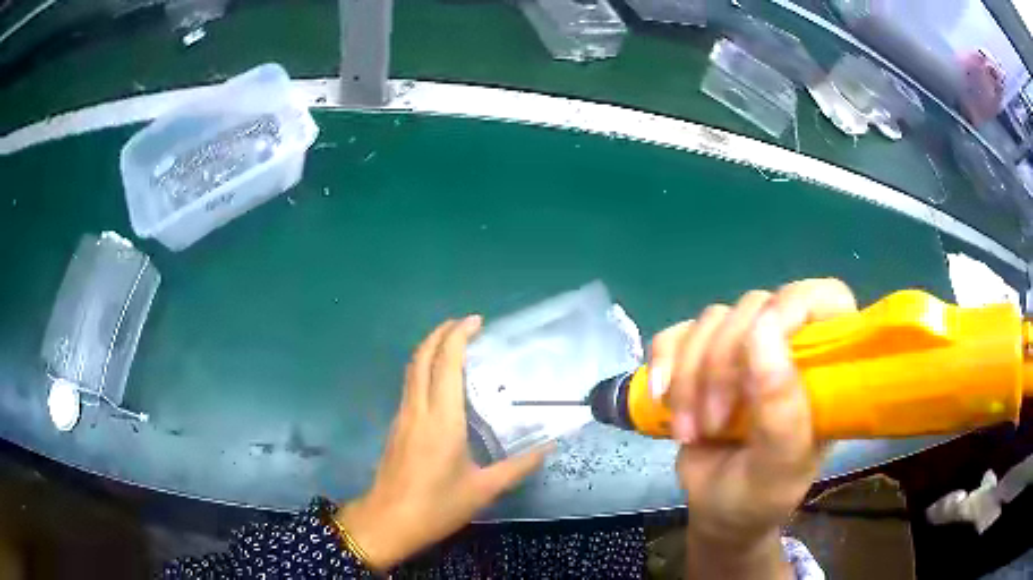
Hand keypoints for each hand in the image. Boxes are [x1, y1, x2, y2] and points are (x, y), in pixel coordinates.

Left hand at [336, 316, 549, 570]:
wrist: (388, 522)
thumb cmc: (436, 506)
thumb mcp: (483, 490)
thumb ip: (517, 467)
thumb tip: (548, 448)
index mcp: (442, 420)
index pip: (445, 364)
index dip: (458, 336)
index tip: (476, 321)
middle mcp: (418, 410)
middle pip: (422, 357)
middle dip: (440, 333)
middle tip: (466, 324)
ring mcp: (402, 417)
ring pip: (412, 369)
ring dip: (430, 348)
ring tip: (455, 344)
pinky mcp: (396, 427)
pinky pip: (410, 385)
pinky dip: (425, 369)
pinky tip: (441, 381)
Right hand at [649, 279, 856, 577]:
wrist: (716, 512)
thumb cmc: (760, 496)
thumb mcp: (778, 467)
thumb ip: (781, 409)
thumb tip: (763, 328)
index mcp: (825, 367)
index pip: (826, 299)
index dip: (795, 307)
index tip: (760, 351)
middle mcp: (788, 346)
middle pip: (755, 307)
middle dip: (723, 366)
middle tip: (715, 424)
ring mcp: (743, 349)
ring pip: (712, 321)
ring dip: (690, 377)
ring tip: (690, 431)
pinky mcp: (702, 357)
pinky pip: (676, 333)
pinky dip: (664, 364)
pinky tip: (662, 399)